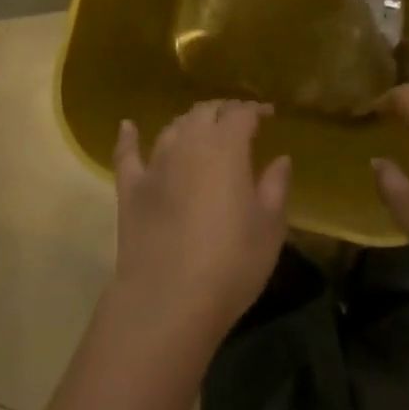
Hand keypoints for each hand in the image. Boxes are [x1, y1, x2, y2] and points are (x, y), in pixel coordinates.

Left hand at [110, 100, 292, 342]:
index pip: (241, 113)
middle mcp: (189, 144)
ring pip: (173, 128)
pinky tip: (128, 126)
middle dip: (223, 111)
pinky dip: (128, 137)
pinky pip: (127, 154)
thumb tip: (281, 159)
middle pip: (205, 113)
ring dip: (189, 123)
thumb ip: (276, 186)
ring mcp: (155, 164)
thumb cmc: (231, 263)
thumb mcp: (269, 227)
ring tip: (201, 128)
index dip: (255, 109)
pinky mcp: (130, 189)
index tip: (267, 114)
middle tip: (237, 121)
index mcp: (226, 147)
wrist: (167, 300)